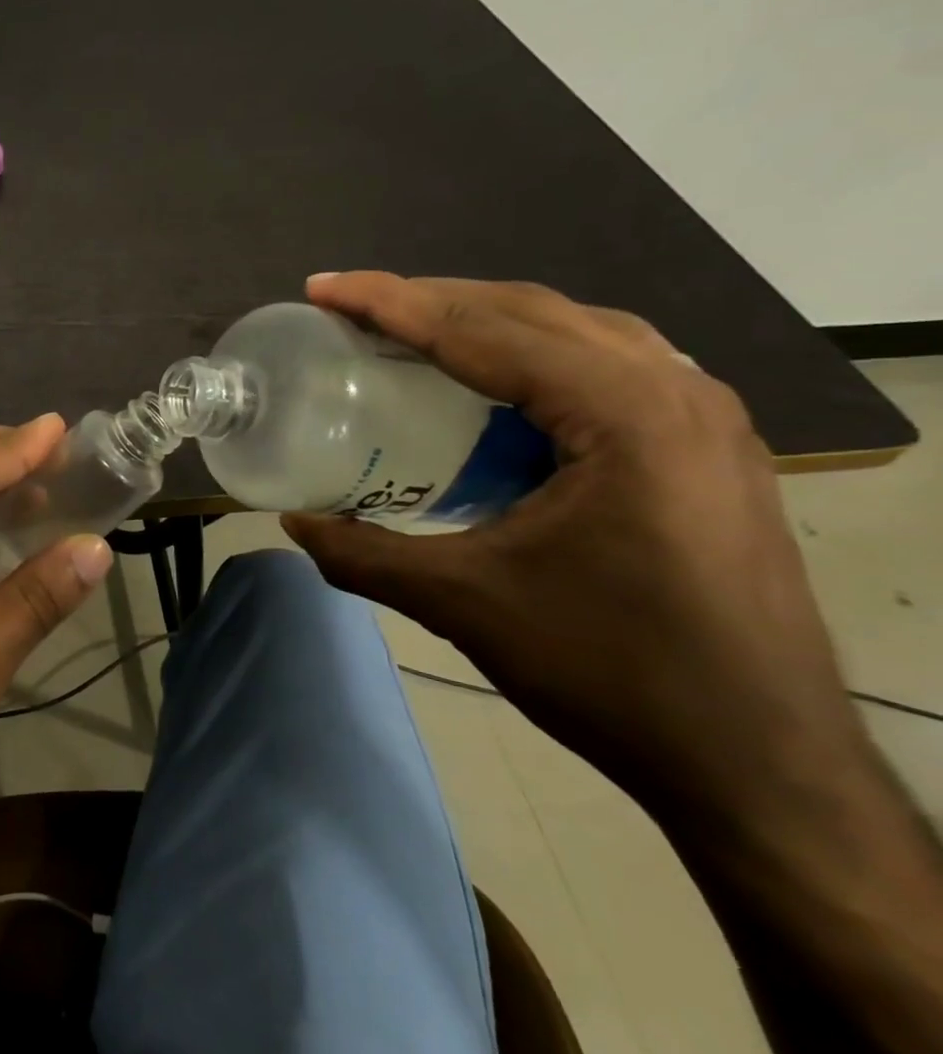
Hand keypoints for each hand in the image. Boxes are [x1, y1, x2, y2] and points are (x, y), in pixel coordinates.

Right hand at [281, 273, 868, 826]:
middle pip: (531, 310)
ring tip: (414, 333)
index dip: (390, 303)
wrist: (760, 765)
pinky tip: (499, 386)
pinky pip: (609, 365)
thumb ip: (362, 554)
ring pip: (577, 329)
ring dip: (486, 320)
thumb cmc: (611, 671)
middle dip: (432, 299)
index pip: (484, 329)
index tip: (322, 288)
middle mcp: (675, 392)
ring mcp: (705, 418)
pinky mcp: (708, 449)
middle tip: (353, 309)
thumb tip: (292, 522)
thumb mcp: (463, 604)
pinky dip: (535, 355)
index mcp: (623, 414)